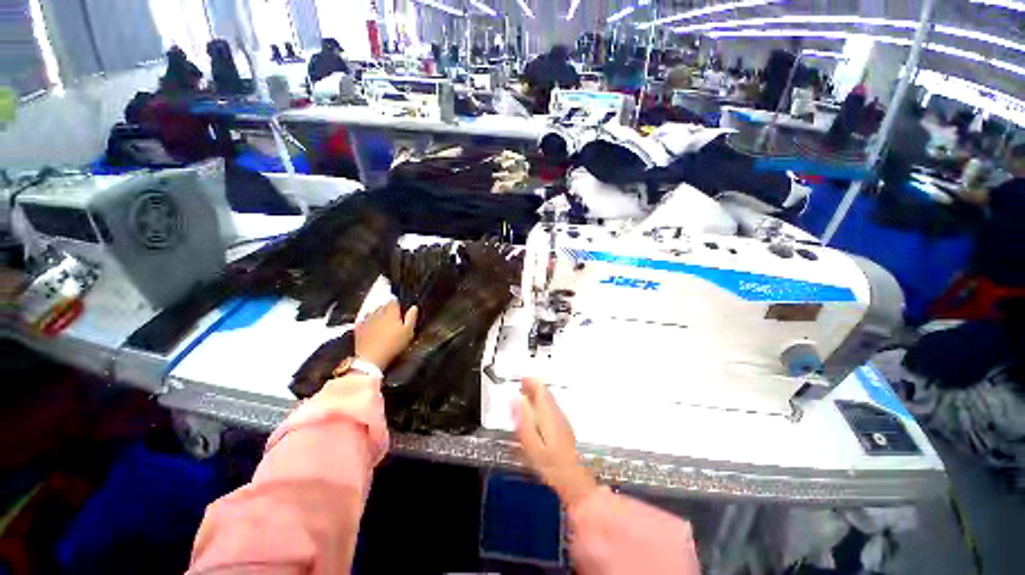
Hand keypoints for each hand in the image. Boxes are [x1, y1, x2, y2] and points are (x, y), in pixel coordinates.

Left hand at [354, 301, 417, 370]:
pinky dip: (368, 321)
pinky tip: (371, 326)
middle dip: (387, 308)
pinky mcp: (358, 327)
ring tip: (382, 322)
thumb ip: (411, 318)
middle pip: (383, 305)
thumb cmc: (393, 344)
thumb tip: (414, 307)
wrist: (371, 358)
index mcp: (391, 312)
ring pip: (373, 311)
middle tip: (392, 317)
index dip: (397, 304)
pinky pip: (364, 319)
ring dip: (378, 314)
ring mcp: (366, 319)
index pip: (393, 301)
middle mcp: (378, 312)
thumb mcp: (408, 332)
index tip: (400, 310)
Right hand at [515, 378, 597, 506]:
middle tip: (521, 387)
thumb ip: (522, 417)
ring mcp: (562, 419)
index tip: (520, 381)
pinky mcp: (564, 427)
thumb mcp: (530, 440)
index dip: (530, 382)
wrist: (572, 478)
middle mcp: (557, 412)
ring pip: (549, 400)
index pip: (540, 388)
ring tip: (526, 398)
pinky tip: (536, 413)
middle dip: (533, 388)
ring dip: (537, 396)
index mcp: (548, 412)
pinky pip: (552, 408)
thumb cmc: (549, 461)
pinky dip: (542, 405)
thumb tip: (514, 399)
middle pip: (545, 392)